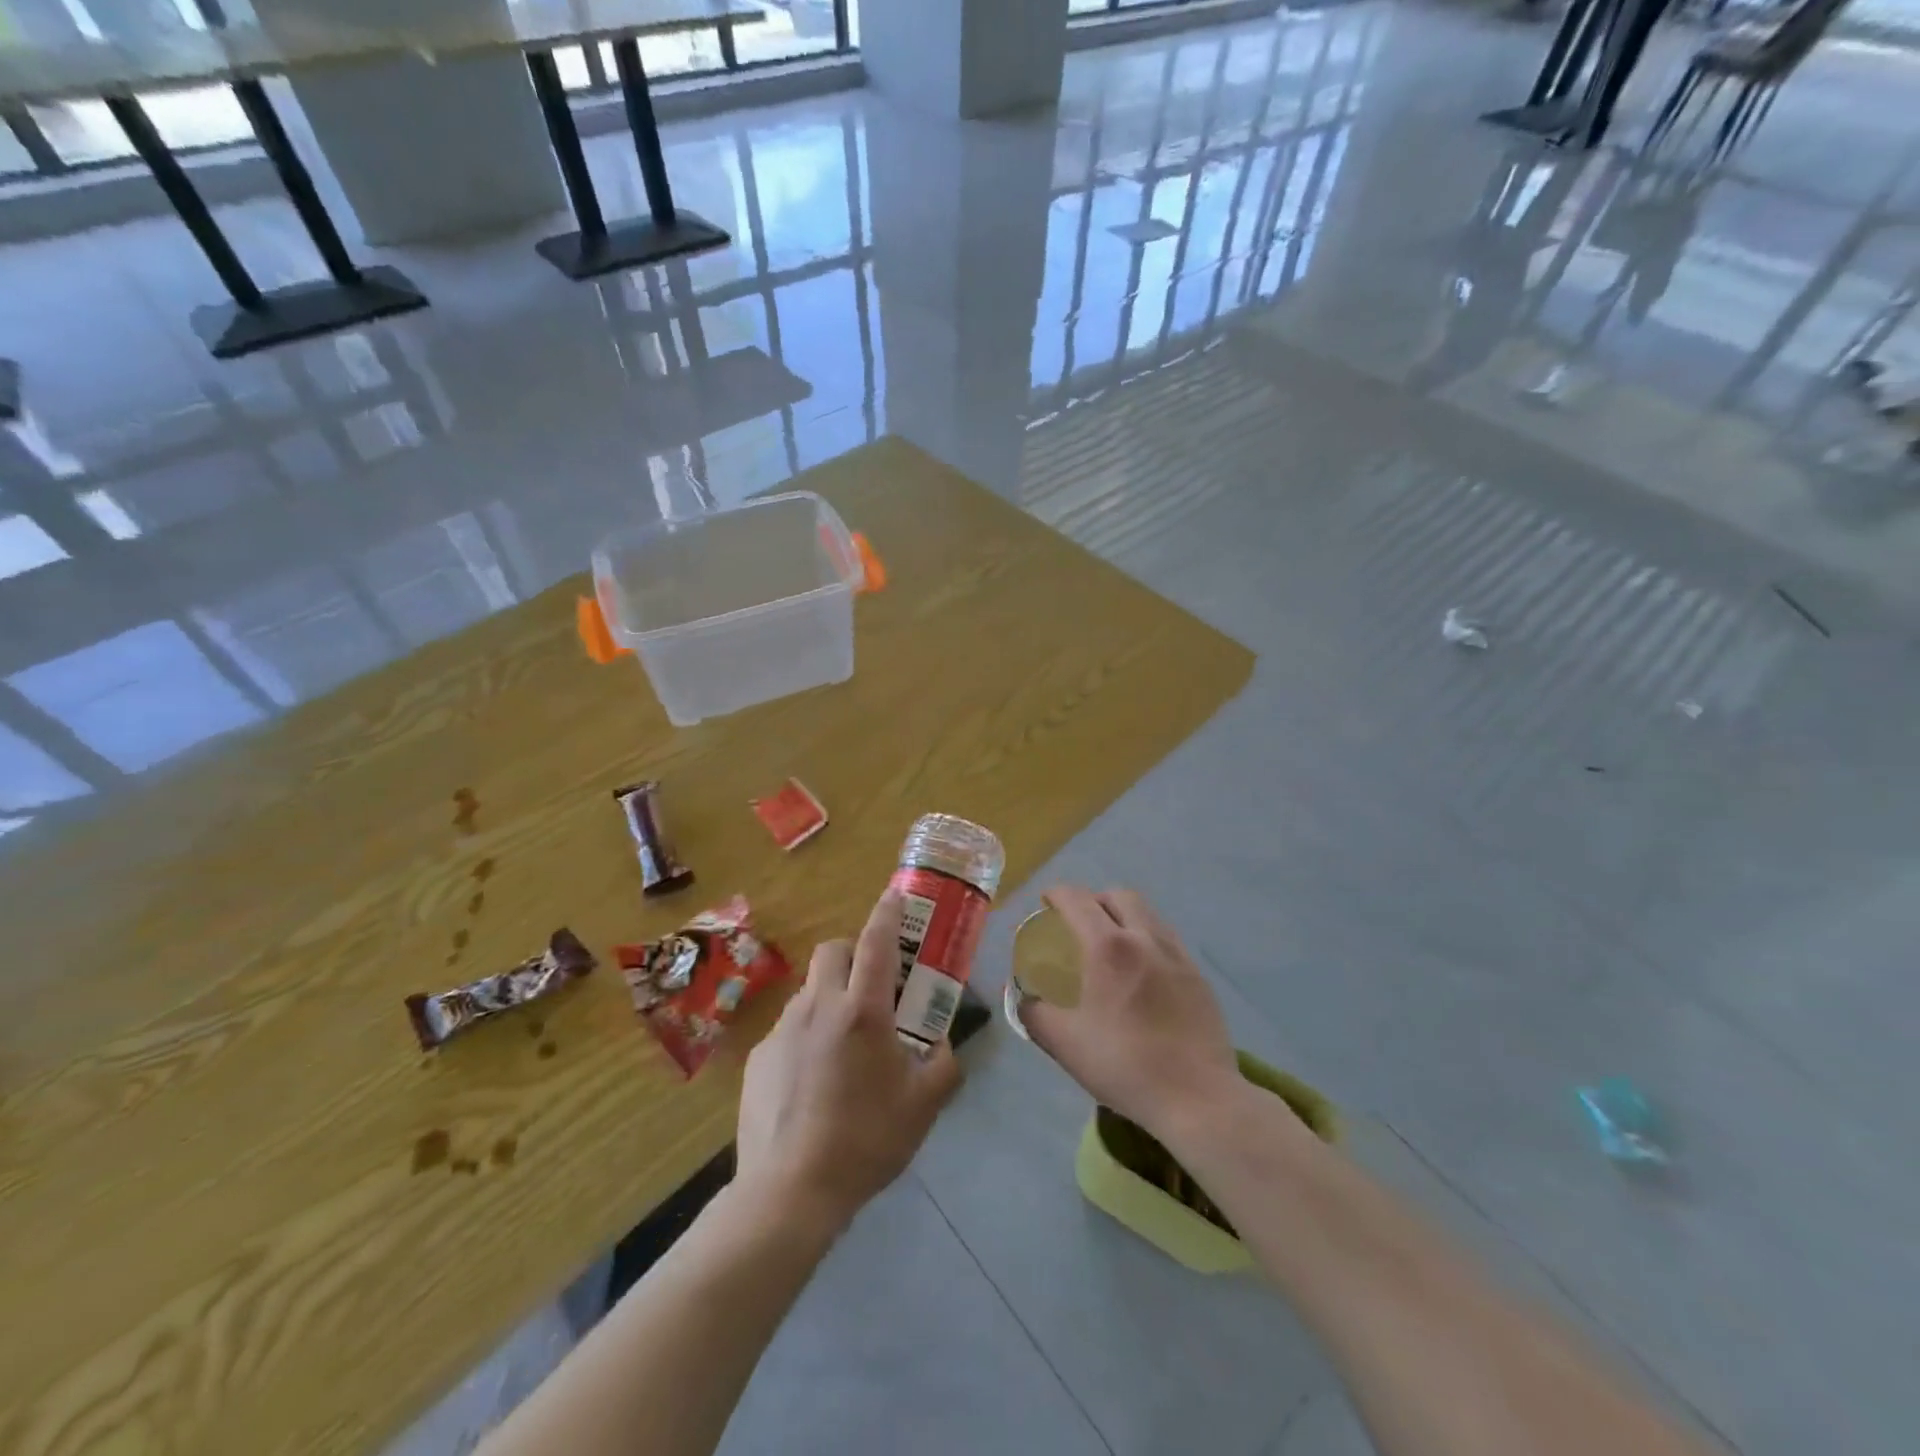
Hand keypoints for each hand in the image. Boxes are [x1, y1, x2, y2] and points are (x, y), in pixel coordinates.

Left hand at [737, 889, 962, 1229]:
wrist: (790, 1191)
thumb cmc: (865, 1141)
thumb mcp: (923, 1107)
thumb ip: (944, 1066)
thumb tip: (945, 1045)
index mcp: (863, 1012)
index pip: (876, 942)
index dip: (887, 913)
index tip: (895, 895)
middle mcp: (819, 1007)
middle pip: (833, 951)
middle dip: (853, 953)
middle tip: (873, 985)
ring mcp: (784, 1029)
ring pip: (810, 988)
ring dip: (831, 995)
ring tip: (845, 1040)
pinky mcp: (760, 1056)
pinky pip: (789, 1026)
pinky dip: (807, 1033)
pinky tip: (814, 1078)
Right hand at [1019, 886, 1243, 1140]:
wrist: (1198, 1097)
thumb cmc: (1125, 1066)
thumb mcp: (1065, 1044)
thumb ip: (1034, 1013)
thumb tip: (1022, 996)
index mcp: (1108, 947)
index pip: (1077, 899)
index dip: (1057, 894)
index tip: (1046, 903)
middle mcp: (1144, 938)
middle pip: (1118, 896)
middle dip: (1094, 900)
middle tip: (1080, 923)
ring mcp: (1177, 954)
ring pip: (1147, 913)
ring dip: (1124, 916)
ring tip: (1112, 944)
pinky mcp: (1198, 974)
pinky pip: (1167, 939)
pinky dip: (1148, 939)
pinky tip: (1143, 971)